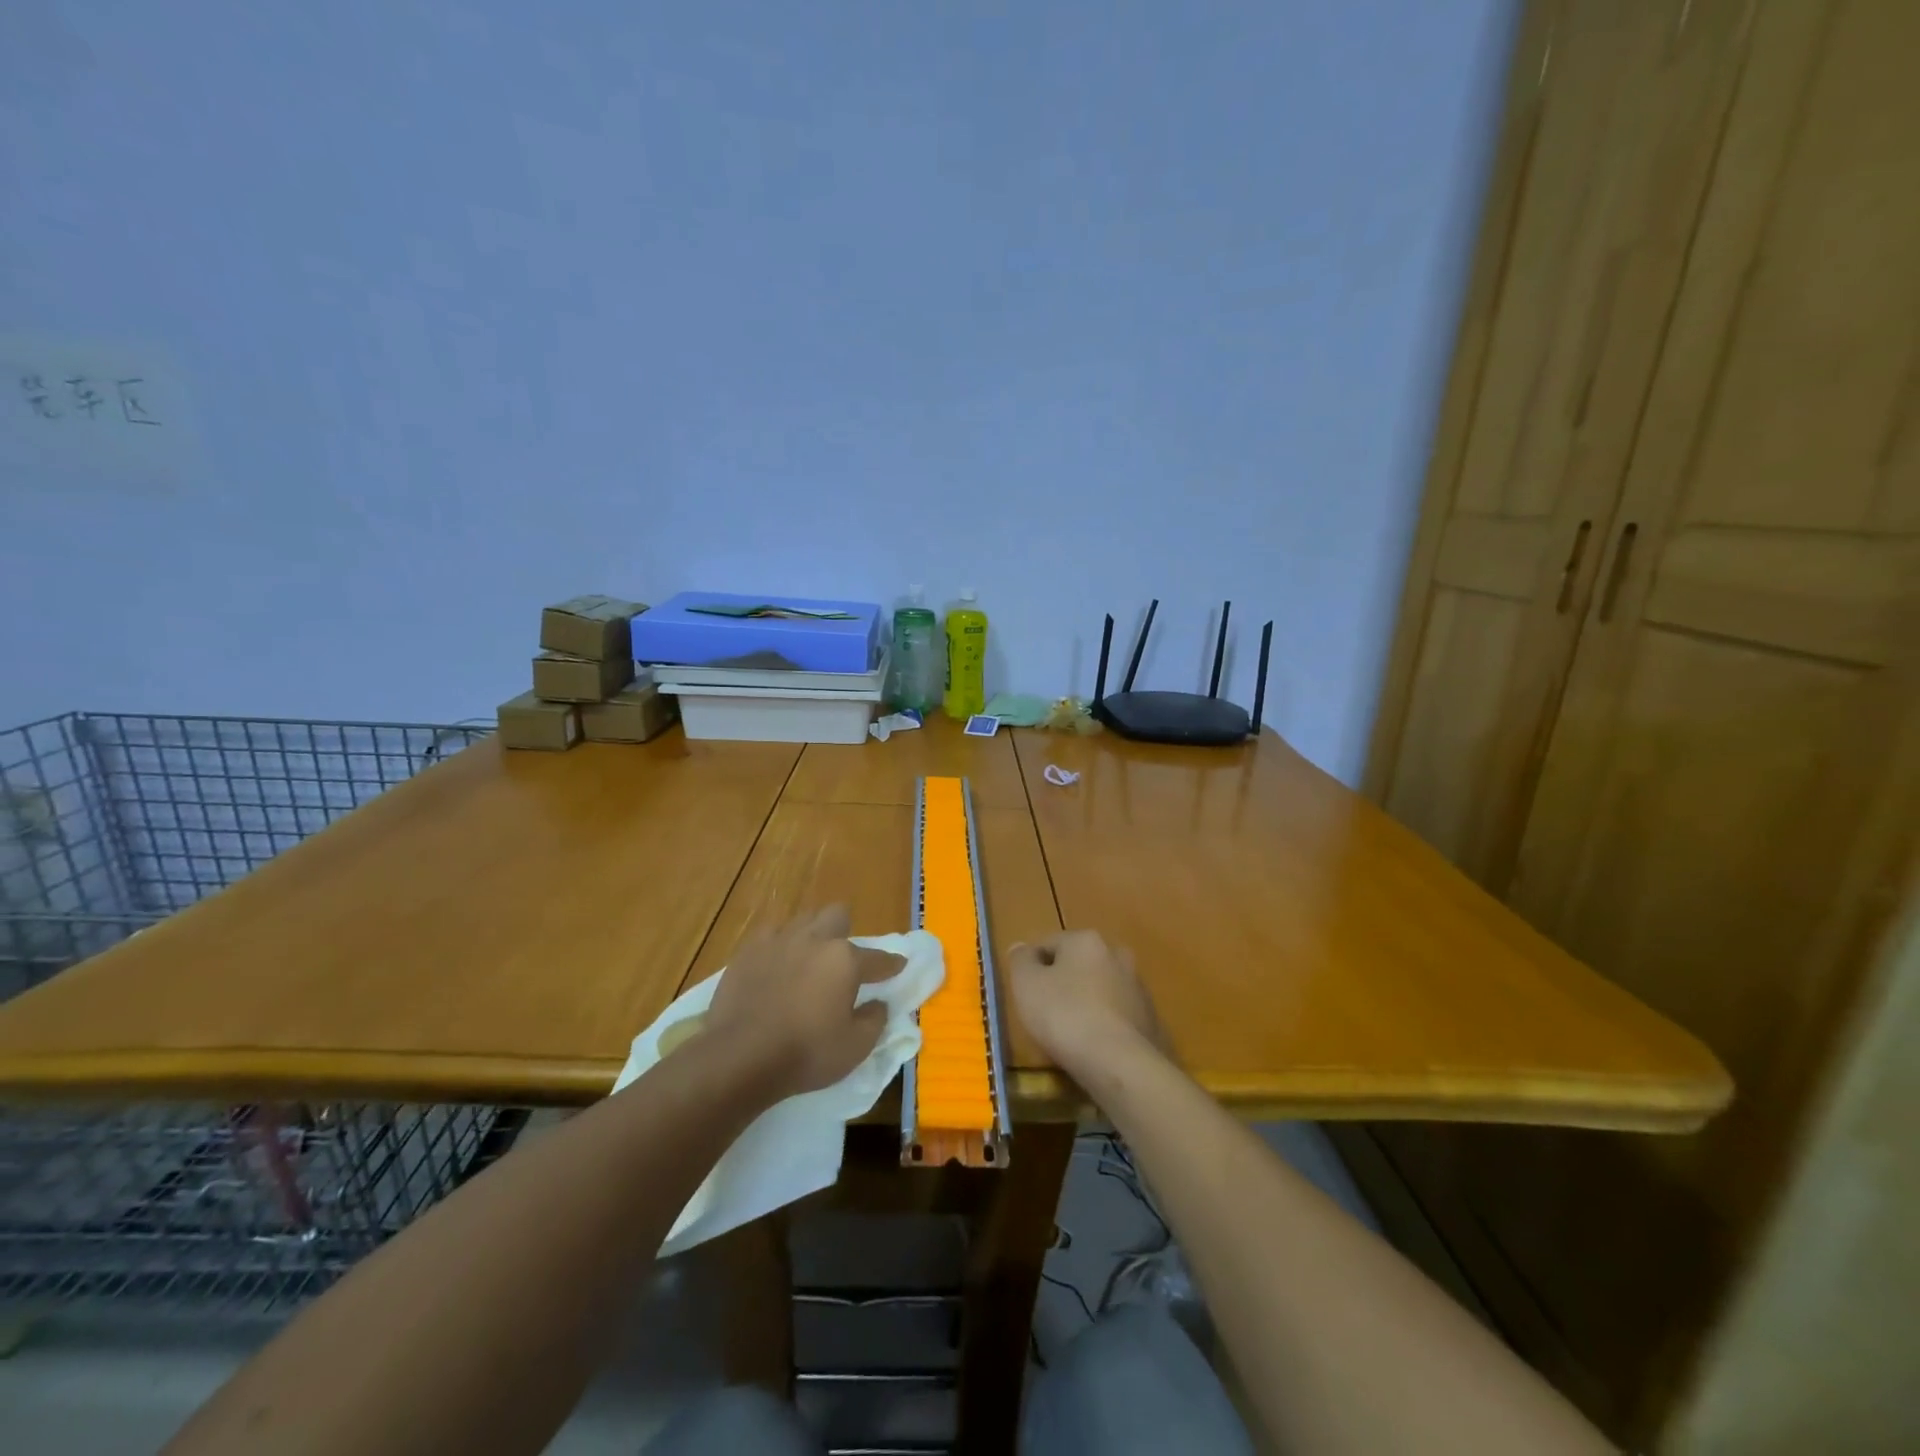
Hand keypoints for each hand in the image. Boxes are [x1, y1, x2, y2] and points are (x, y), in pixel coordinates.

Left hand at [704, 906, 903, 1099]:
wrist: (739, 1057)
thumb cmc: (805, 1053)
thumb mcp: (855, 1047)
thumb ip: (874, 1020)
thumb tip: (879, 1003)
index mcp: (844, 960)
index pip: (877, 958)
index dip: (891, 964)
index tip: (898, 966)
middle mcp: (814, 940)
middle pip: (837, 915)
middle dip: (845, 930)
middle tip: (843, 957)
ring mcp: (778, 941)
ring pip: (803, 920)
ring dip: (812, 934)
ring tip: (808, 958)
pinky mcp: (748, 951)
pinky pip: (770, 935)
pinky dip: (779, 946)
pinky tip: (776, 963)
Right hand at [1007, 929, 1164, 1077]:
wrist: (1123, 1065)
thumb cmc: (1066, 1016)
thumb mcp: (1027, 985)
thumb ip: (1020, 961)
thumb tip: (1022, 949)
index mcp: (1086, 940)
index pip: (1048, 944)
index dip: (1030, 967)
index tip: (1023, 994)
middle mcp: (1117, 954)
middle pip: (1077, 965)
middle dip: (1061, 984)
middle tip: (1044, 1014)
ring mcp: (1138, 988)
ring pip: (1099, 991)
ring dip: (1084, 1005)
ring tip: (1068, 1037)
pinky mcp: (1151, 1020)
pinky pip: (1116, 1018)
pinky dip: (1104, 1027)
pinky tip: (1093, 1050)